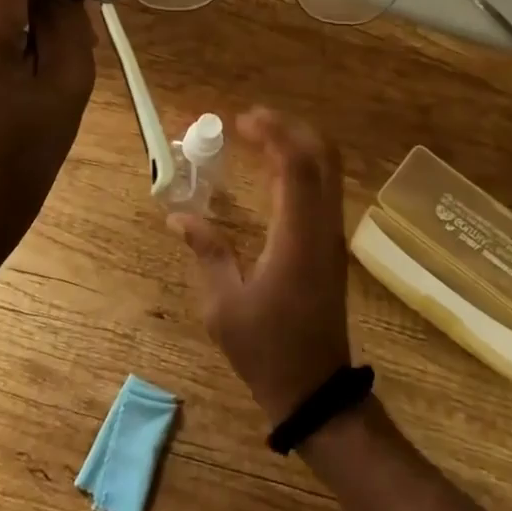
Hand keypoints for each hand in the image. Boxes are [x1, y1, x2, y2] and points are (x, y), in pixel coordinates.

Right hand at [169, 108, 353, 421]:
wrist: (315, 390)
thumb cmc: (266, 349)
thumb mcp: (224, 305)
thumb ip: (207, 252)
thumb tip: (178, 216)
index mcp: (297, 238)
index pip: (295, 166)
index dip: (272, 134)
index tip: (240, 120)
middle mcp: (323, 228)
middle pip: (323, 157)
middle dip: (289, 129)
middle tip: (250, 121)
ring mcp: (333, 237)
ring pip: (328, 171)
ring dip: (296, 145)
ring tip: (256, 138)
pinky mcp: (332, 246)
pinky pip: (323, 190)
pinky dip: (300, 167)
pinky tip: (271, 171)